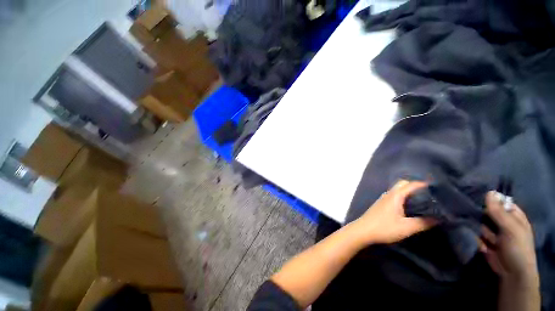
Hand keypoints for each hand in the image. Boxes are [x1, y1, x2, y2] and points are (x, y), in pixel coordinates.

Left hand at [352, 180, 436, 244]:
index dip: (424, 185)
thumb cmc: (385, 228)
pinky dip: (403, 196)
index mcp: (395, 196)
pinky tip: (409, 206)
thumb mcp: (407, 227)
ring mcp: (383, 198)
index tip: (437, 188)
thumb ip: (424, 222)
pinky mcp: (381, 203)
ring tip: (423, 200)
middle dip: (416, 186)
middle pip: (403, 184)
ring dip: (409, 191)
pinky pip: (394, 195)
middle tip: (430, 195)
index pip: (410, 184)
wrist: (363, 230)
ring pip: (398, 190)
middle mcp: (388, 194)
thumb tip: (439, 218)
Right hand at [479, 192, 538, 285]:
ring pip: (479, 221)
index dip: (491, 199)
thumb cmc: (518, 248)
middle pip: (488, 211)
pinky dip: (475, 235)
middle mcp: (503, 222)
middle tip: (472, 211)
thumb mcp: (511, 229)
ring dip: (477, 225)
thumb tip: (488, 192)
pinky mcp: (483, 240)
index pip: (501, 202)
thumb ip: (498, 212)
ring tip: (479, 232)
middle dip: (480, 212)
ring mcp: (493, 231)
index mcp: (513, 216)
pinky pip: (475, 233)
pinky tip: (478, 241)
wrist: (511, 273)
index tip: (478, 196)